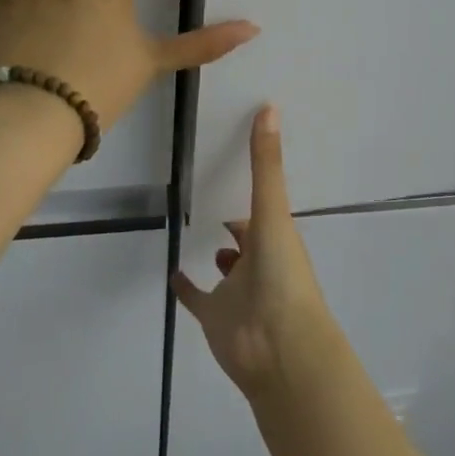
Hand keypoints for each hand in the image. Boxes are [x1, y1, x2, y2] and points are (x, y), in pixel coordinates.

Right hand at [173, 106, 339, 400]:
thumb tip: (270, 106)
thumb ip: (265, 163)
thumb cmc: (282, 274)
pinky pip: (197, 298)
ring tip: (199, 227)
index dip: (252, 191)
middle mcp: (259, 260)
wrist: (279, 349)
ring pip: (228, 269)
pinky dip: (186, 287)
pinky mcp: (215, 317)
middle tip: (212, 193)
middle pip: (246, 236)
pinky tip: (172, 271)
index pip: (262, 208)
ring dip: (221, 255)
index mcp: (275, 236)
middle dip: (236, 221)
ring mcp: (237, 291)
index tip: (234, 165)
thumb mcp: (272, 211)